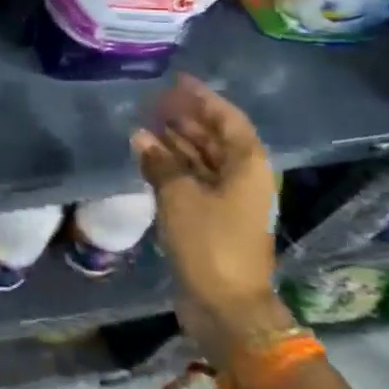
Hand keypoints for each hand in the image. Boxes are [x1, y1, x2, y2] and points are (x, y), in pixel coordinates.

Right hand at [130, 75, 289, 364]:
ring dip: (177, 141)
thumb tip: (141, 135)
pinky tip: (149, 156)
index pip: (228, 119)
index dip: (204, 98)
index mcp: (248, 166)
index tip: (177, 81)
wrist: (227, 307)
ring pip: (203, 159)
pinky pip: (194, 180)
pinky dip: (174, 166)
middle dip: (186, 118)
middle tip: (154, 102)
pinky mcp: (213, 219)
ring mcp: (229, 201)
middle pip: (216, 137)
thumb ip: (160, 161)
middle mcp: (243, 179)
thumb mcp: (180, 196)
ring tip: (145, 124)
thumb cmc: (210, 243)